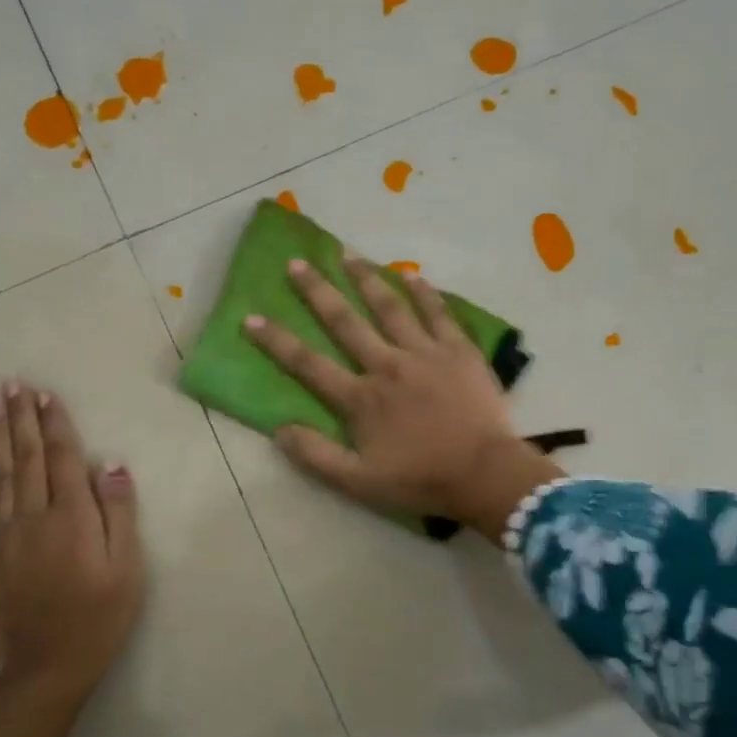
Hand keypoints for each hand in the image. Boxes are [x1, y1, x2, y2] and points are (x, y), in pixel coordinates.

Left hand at [0, 381, 144, 706]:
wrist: (50, 669)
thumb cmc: (101, 616)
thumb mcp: (127, 566)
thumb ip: (118, 512)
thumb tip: (110, 464)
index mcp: (71, 517)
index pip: (63, 458)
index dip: (54, 423)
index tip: (44, 393)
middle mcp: (33, 517)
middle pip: (26, 459)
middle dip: (20, 419)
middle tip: (11, 383)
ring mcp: (2, 538)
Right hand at [245, 258, 561, 537]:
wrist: (485, 474)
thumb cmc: (421, 480)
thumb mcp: (359, 482)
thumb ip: (317, 455)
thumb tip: (278, 430)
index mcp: (361, 398)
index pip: (308, 364)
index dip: (277, 341)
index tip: (251, 317)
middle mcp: (387, 365)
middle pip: (345, 322)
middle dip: (317, 291)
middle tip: (296, 262)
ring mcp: (425, 353)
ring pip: (390, 307)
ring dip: (367, 279)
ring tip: (348, 254)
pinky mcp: (459, 350)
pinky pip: (440, 314)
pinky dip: (426, 294)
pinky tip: (413, 275)